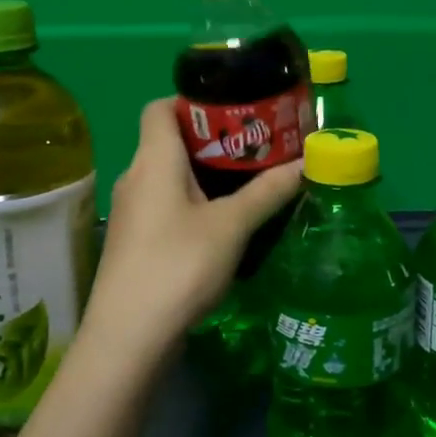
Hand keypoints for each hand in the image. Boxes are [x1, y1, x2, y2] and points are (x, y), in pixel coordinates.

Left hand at [84, 98, 301, 353]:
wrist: (129, 337)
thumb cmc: (179, 266)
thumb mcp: (232, 226)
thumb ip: (269, 191)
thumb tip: (307, 161)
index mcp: (153, 159)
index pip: (160, 106)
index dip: (193, 99)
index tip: (234, 109)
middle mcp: (136, 177)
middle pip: (169, 140)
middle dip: (213, 139)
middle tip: (256, 146)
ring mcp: (133, 212)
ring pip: (170, 176)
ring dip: (206, 174)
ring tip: (249, 181)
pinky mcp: (136, 242)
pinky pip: (167, 205)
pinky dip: (195, 202)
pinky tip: (225, 222)